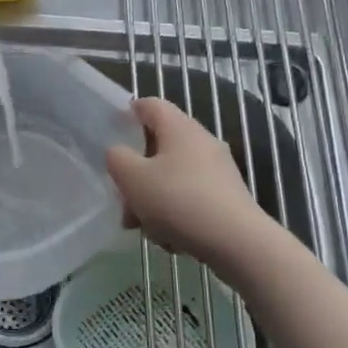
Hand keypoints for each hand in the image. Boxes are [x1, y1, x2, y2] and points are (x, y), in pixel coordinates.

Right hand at [106, 98, 268, 275]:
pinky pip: (190, 198)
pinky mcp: (226, 196)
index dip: (127, 114)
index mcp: (179, 128)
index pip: (150, 105)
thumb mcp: (132, 178)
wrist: (236, 241)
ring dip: (153, 200)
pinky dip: (175, 213)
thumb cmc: (177, 201)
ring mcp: (217, 170)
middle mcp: (201, 142)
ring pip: (172, 177)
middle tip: (123, 201)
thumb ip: (117, 159)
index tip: (111, 133)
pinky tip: (171, 239)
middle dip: (136, 175)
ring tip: (145, 230)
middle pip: (159, 148)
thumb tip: (119, 153)